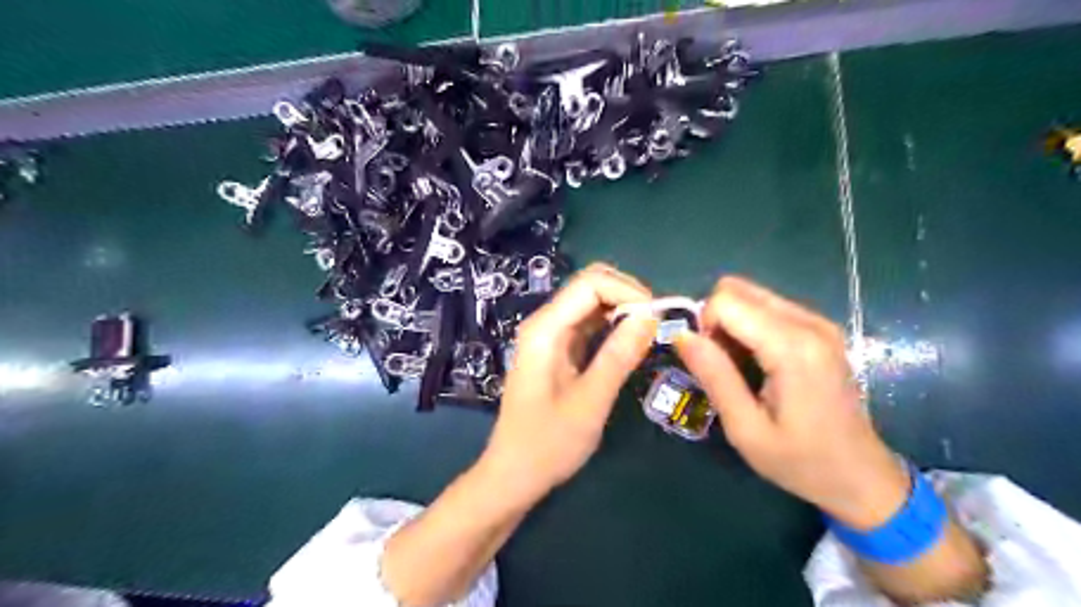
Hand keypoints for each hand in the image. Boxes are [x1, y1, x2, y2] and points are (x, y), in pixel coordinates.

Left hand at [483, 263, 658, 499]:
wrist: (514, 474)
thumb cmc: (548, 444)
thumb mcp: (590, 402)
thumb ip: (619, 356)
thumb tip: (651, 317)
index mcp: (545, 329)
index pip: (590, 283)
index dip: (628, 291)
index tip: (658, 318)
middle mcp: (544, 323)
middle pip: (589, 285)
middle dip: (627, 295)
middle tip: (657, 324)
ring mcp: (549, 335)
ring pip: (590, 302)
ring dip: (622, 309)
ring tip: (651, 332)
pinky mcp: (557, 349)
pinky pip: (588, 323)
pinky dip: (612, 325)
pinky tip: (631, 342)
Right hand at [672, 278, 909, 528]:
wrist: (862, 477)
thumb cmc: (801, 461)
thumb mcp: (746, 428)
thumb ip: (714, 375)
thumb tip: (681, 334)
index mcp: (792, 348)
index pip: (726, 301)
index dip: (704, 326)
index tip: (709, 363)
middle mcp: (809, 323)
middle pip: (737, 290)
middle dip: (716, 320)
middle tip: (722, 364)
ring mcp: (819, 322)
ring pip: (751, 295)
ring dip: (732, 323)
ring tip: (739, 366)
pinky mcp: (821, 328)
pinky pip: (769, 307)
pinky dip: (750, 326)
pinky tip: (757, 362)